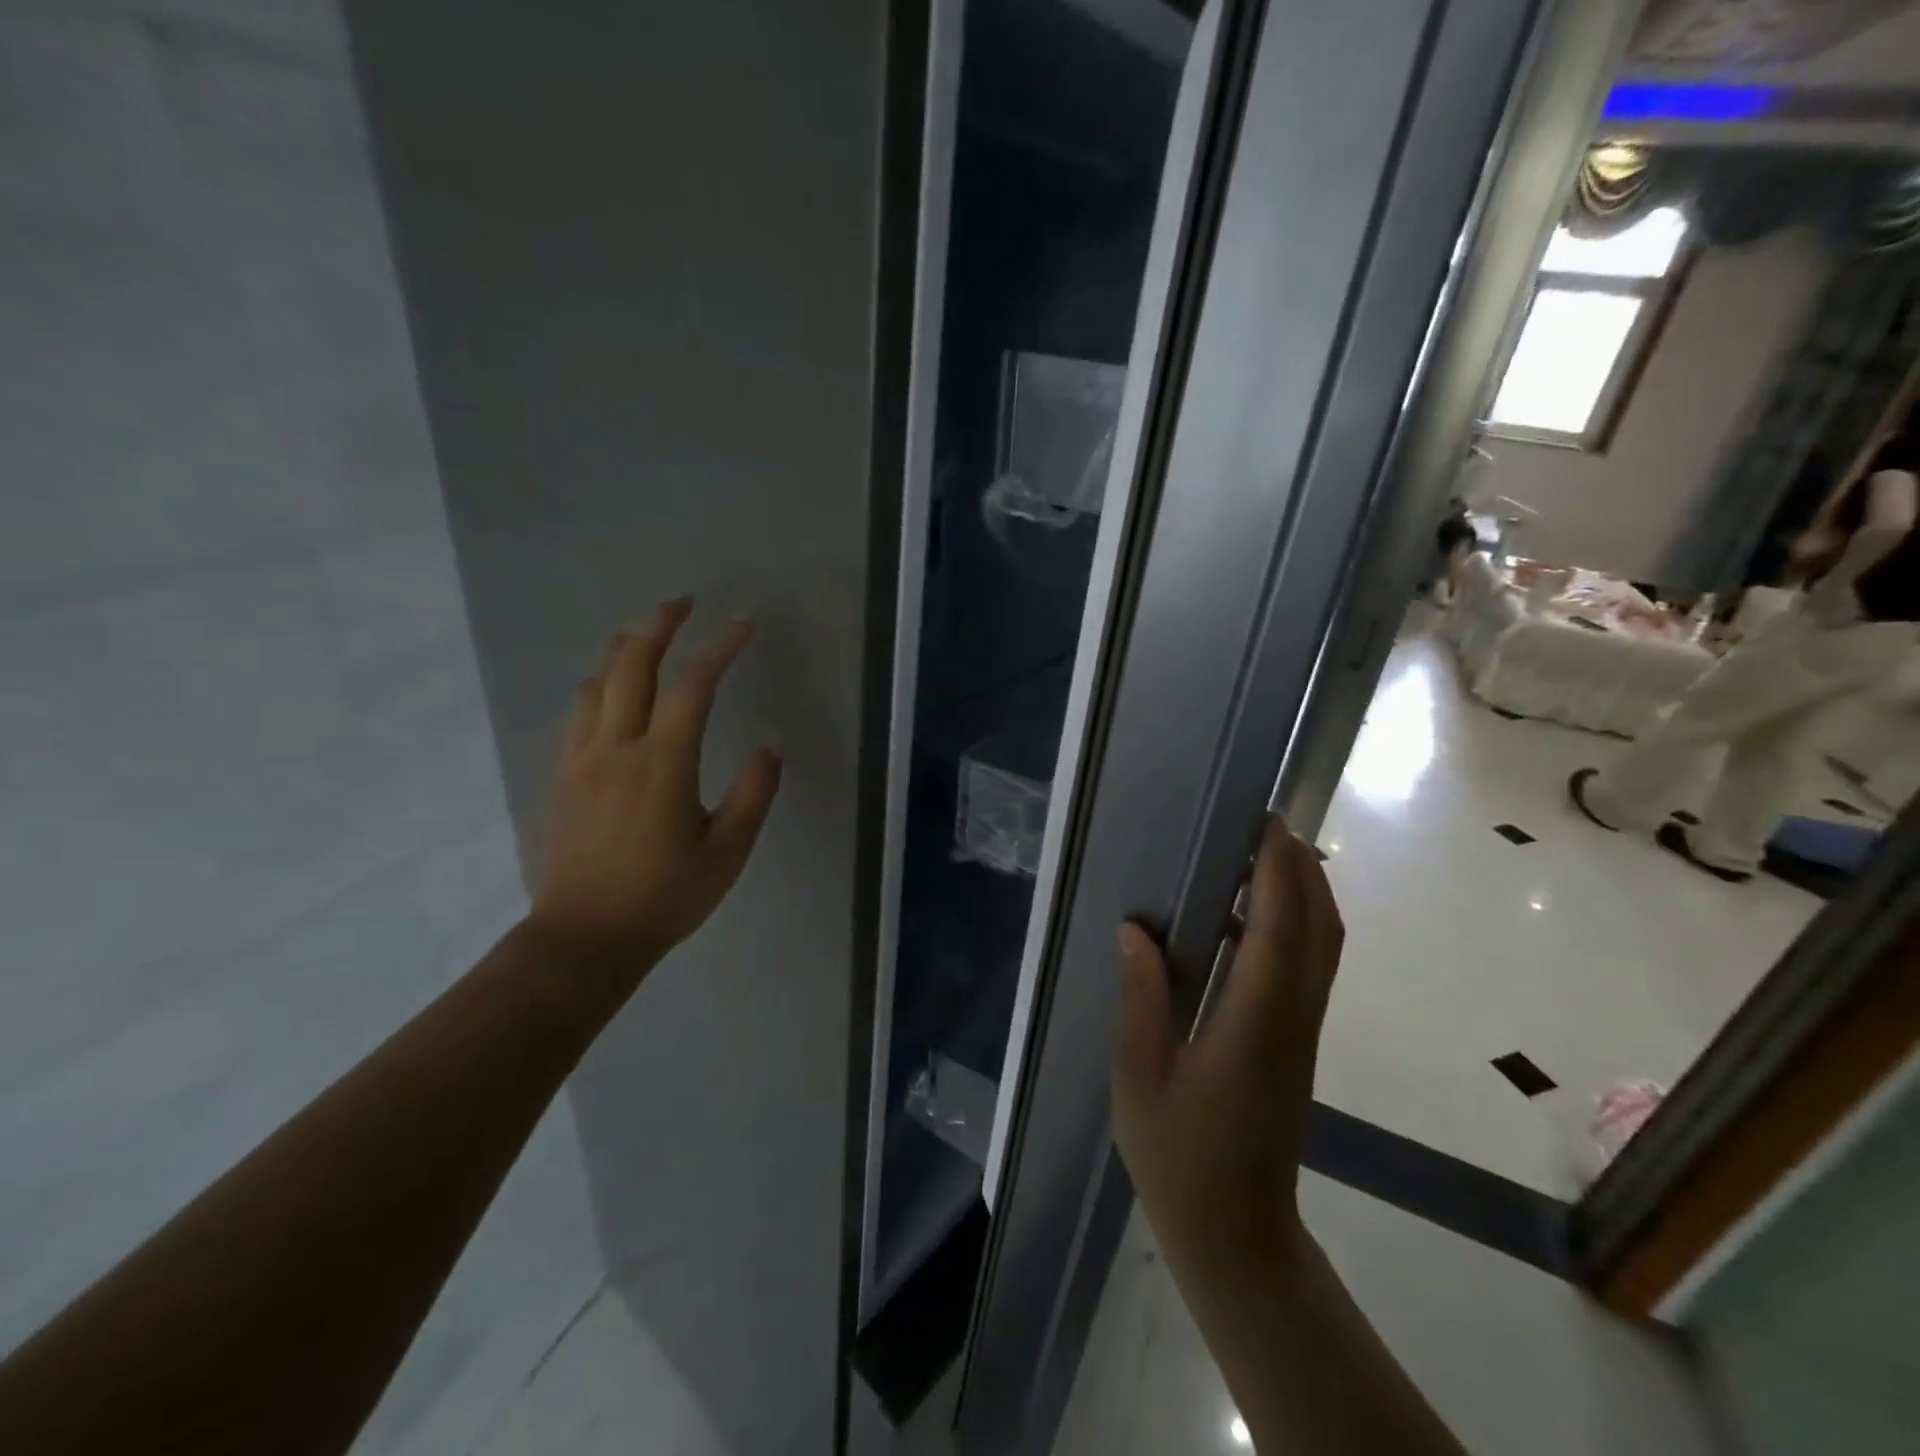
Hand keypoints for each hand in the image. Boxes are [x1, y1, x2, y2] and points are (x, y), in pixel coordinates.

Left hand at [529, 600, 782, 975]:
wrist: (584, 939)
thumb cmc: (665, 897)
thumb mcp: (728, 852)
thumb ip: (754, 793)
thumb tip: (771, 745)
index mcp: (662, 764)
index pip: (694, 686)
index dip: (720, 648)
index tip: (742, 624)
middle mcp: (616, 747)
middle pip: (632, 664)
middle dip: (659, 624)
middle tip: (683, 602)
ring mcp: (581, 759)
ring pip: (597, 681)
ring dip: (624, 648)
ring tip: (648, 635)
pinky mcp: (561, 776)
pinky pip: (578, 711)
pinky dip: (601, 683)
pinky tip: (613, 689)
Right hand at [1112, 818, 1343, 1288]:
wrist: (1238, 1235)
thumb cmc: (1179, 1159)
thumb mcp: (1140, 1078)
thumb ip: (1141, 999)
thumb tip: (1135, 931)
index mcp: (1253, 1027)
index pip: (1280, 934)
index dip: (1279, 874)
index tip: (1266, 825)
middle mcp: (1292, 1021)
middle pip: (1320, 931)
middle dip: (1302, 870)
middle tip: (1265, 824)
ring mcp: (1302, 1034)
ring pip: (1324, 948)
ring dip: (1305, 894)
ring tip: (1262, 855)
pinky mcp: (1298, 1044)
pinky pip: (1310, 968)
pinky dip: (1296, 926)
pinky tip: (1252, 917)